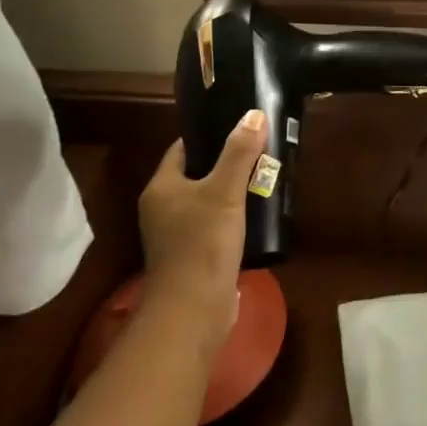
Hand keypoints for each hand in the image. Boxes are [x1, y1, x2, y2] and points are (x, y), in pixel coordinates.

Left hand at [138, 110, 267, 333]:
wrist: (193, 311)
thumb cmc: (202, 243)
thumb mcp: (225, 191)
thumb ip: (239, 152)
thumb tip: (253, 114)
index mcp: (161, 188)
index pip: (182, 149)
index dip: (209, 135)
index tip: (239, 127)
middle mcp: (162, 210)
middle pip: (196, 175)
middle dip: (227, 163)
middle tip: (260, 151)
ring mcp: (176, 236)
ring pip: (208, 202)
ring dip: (233, 192)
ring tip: (265, 178)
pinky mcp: (193, 258)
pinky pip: (215, 226)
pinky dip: (234, 218)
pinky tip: (258, 215)